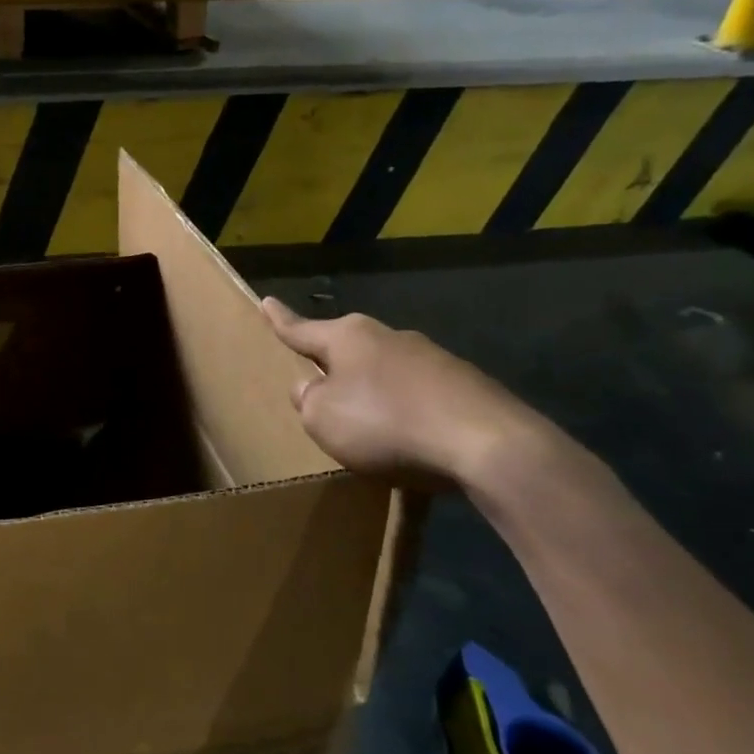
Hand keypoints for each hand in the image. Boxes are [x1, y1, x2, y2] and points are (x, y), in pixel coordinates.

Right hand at [262, 297, 548, 486]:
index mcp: (348, 338)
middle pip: (348, 352)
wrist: (487, 444)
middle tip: (319, 387)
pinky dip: (408, 420)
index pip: (302, 329)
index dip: (280, 320)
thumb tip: (312, 387)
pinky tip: (412, 452)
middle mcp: (389, 338)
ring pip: (386, 377)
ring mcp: (432, 360)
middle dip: (334, 367)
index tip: (267, 301)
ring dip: (373, 398)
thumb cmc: (386, 424)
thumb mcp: (324, 419)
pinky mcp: (466, 388)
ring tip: (369, 435)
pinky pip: (420, 402)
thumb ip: (308, 401)